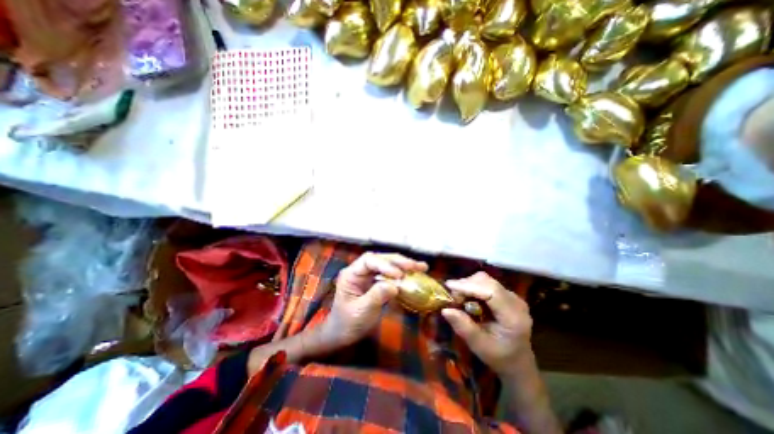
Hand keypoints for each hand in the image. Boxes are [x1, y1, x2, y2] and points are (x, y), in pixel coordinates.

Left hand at [319, 253, 429, 347]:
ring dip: (404, 265)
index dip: (384, 264)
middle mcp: (360, 271)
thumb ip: (376, 296)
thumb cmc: (347, 324)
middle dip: (398, 261)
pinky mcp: (376, 282)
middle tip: (416, 266)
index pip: (368, 261)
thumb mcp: (361, 312)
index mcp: (351, 274)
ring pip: (387, 264)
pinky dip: (403, 274)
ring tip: (421, 267)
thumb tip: (394, 286)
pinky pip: (391, 275)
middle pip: (380, 259)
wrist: (342, 335)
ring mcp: (369, 276)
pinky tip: (414, 275)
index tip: (399, 275)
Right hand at [441, 272, 533, 376]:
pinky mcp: (506, 294)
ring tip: (459, 299)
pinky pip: (487, 283)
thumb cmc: (499, 357)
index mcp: (513, 316)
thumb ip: (463, 327)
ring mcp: (512, 296)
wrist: (518, 362)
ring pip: (486, 280)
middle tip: (452, 296)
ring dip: (469, 285)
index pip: (491, 291)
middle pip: (487, 282)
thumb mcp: (479, 346)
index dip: (469, 286)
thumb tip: (445, 310)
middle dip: (466, 284)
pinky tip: (468, 298)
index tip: (449, 286)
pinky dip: (473, 287)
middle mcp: (515, 301)